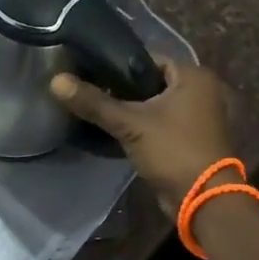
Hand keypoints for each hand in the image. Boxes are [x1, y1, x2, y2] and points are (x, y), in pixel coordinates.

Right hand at [51, 60, 237, 211]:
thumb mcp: (130, 124)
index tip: (90, 72)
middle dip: (122, 90)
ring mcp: (198, 116)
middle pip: (150, 82)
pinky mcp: (191, 139)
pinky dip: (142, 126)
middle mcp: (201, 91)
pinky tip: (115, 131)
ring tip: (98, 112)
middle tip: (90, 93)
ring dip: (131, 110)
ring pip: (155, 104)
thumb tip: (55, 80)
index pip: (148, 58)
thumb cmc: (173, 151)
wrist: (203, 201)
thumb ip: (94, 102)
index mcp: (194, 76)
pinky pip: (160, 123)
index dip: (118, 65)